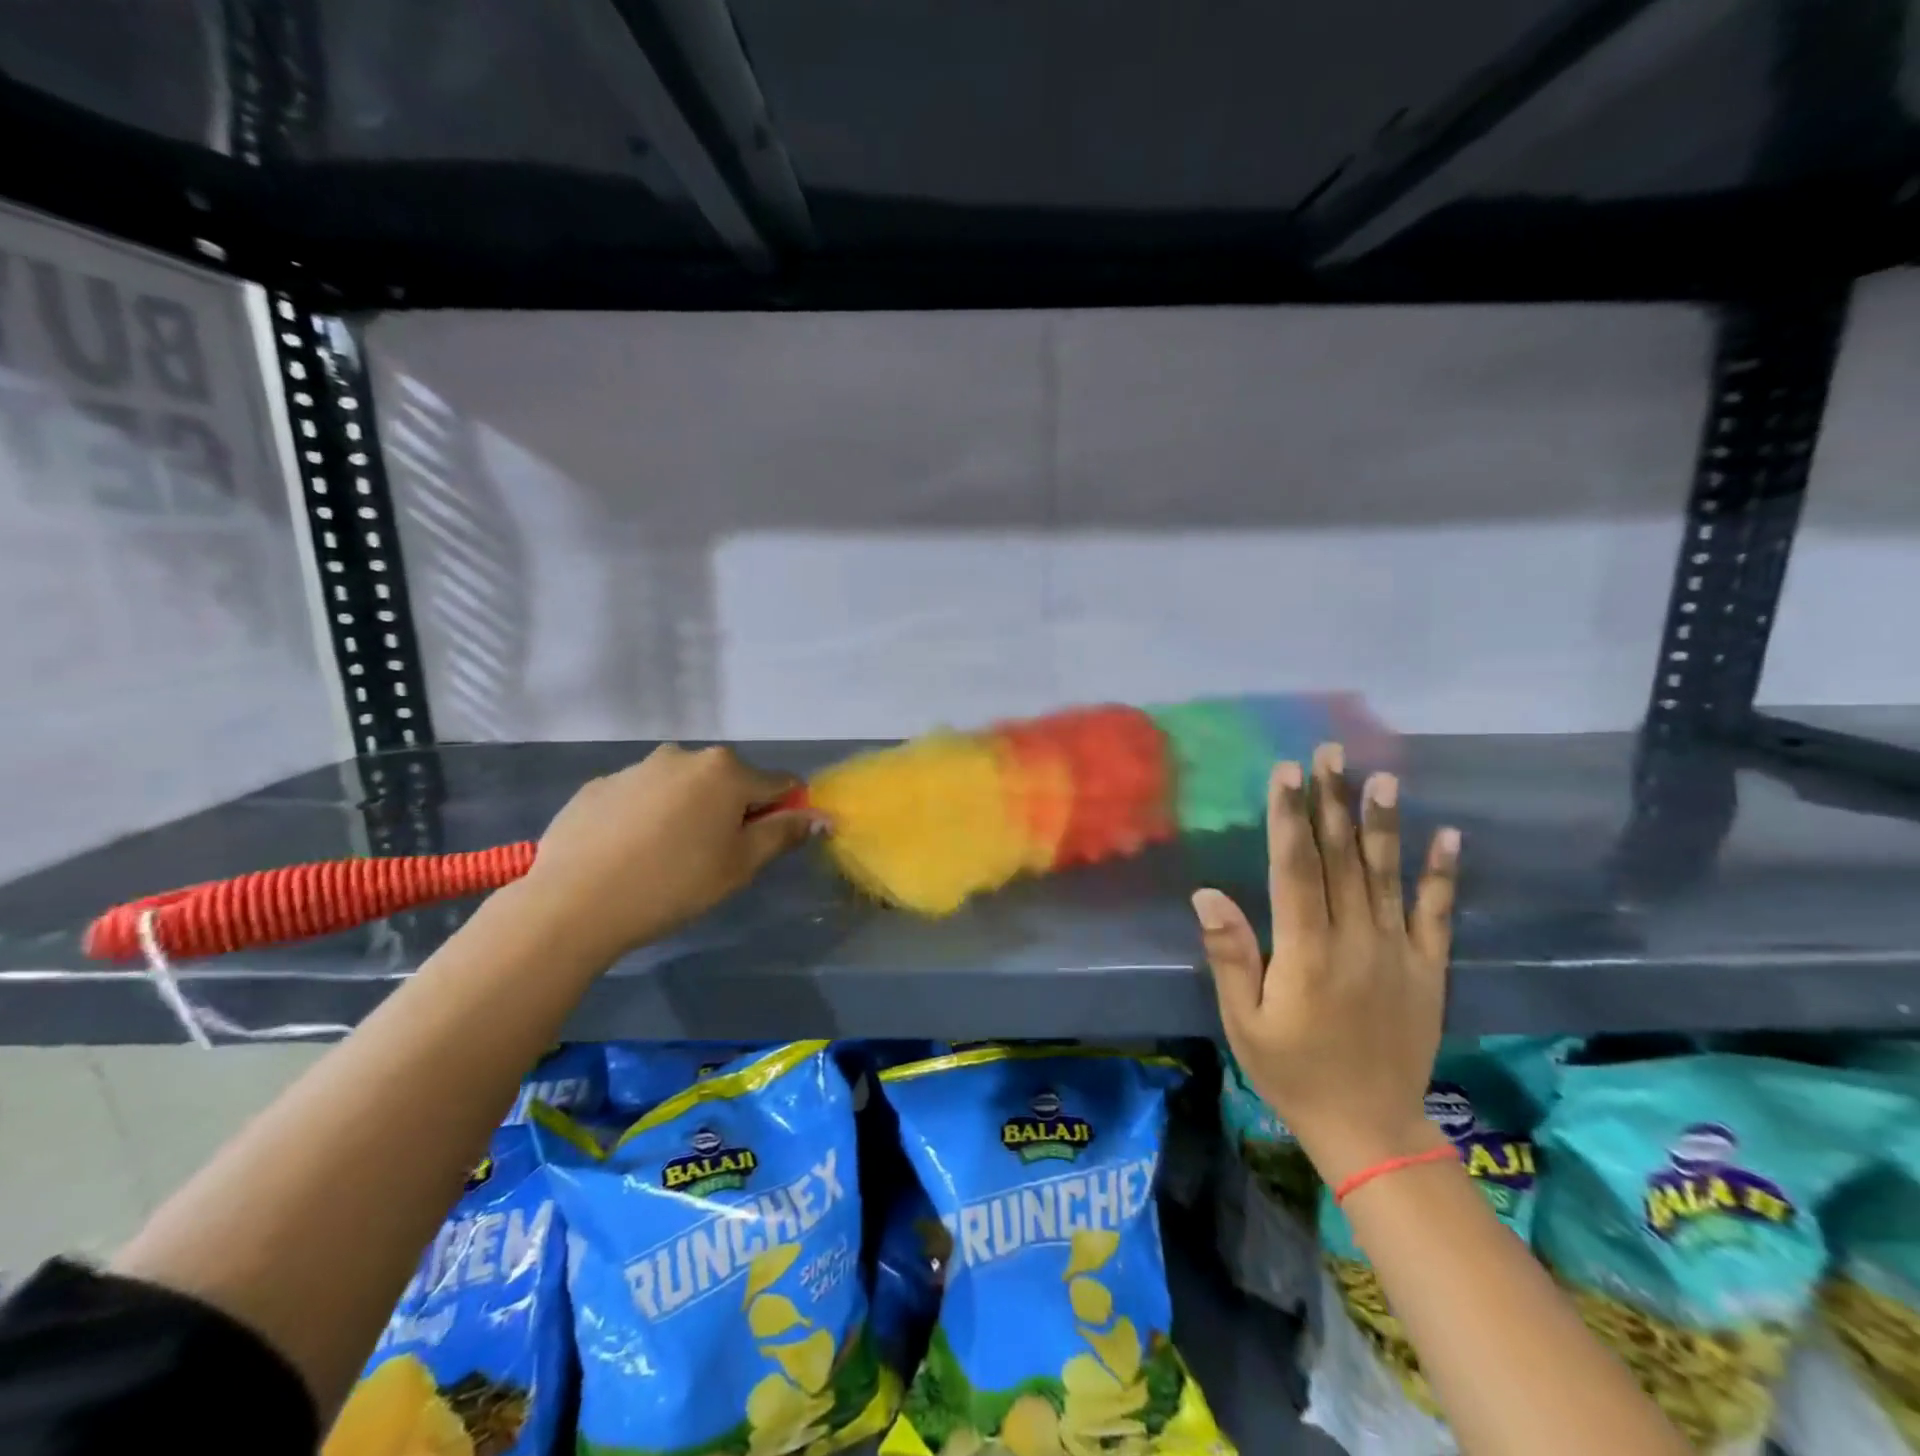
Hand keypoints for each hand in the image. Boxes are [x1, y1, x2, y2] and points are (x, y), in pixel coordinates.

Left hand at [524, 745, 814, 956]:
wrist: (573, 904)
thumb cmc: (674, 884)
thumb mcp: (741, 865)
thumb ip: (784, 833)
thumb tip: (822, 815)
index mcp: (726, 771)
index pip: (779, 783)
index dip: (783, 812)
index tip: (766, 845)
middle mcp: (684, 755)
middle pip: (728, 781)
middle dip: (732, 810)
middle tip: (714, 857)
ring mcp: (636, 767)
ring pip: (682, 787)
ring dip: (688, 811)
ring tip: (665, 857)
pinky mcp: (598, 786)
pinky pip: (640, 796)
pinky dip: (646, 817)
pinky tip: (629, 853)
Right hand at [1192, 742, 1460, 1186]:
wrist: (1370, 1126)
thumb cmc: (1292, 1070)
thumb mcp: (1244, 1021)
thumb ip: (1230, 955)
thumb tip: (1207, 894)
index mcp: (1306, 951)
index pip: (1296, 869)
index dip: (1289, 817)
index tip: (1287, 773)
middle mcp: (1355, 940)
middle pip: (1341, 859)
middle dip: (1332, 801)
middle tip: (1330, 752)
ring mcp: (1397, 952)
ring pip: (1386, 875)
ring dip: (1384, 824)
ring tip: (1383, 777)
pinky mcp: (1427, 968)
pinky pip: (1435, 914)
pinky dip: (1442, 874)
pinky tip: (1449, 837)